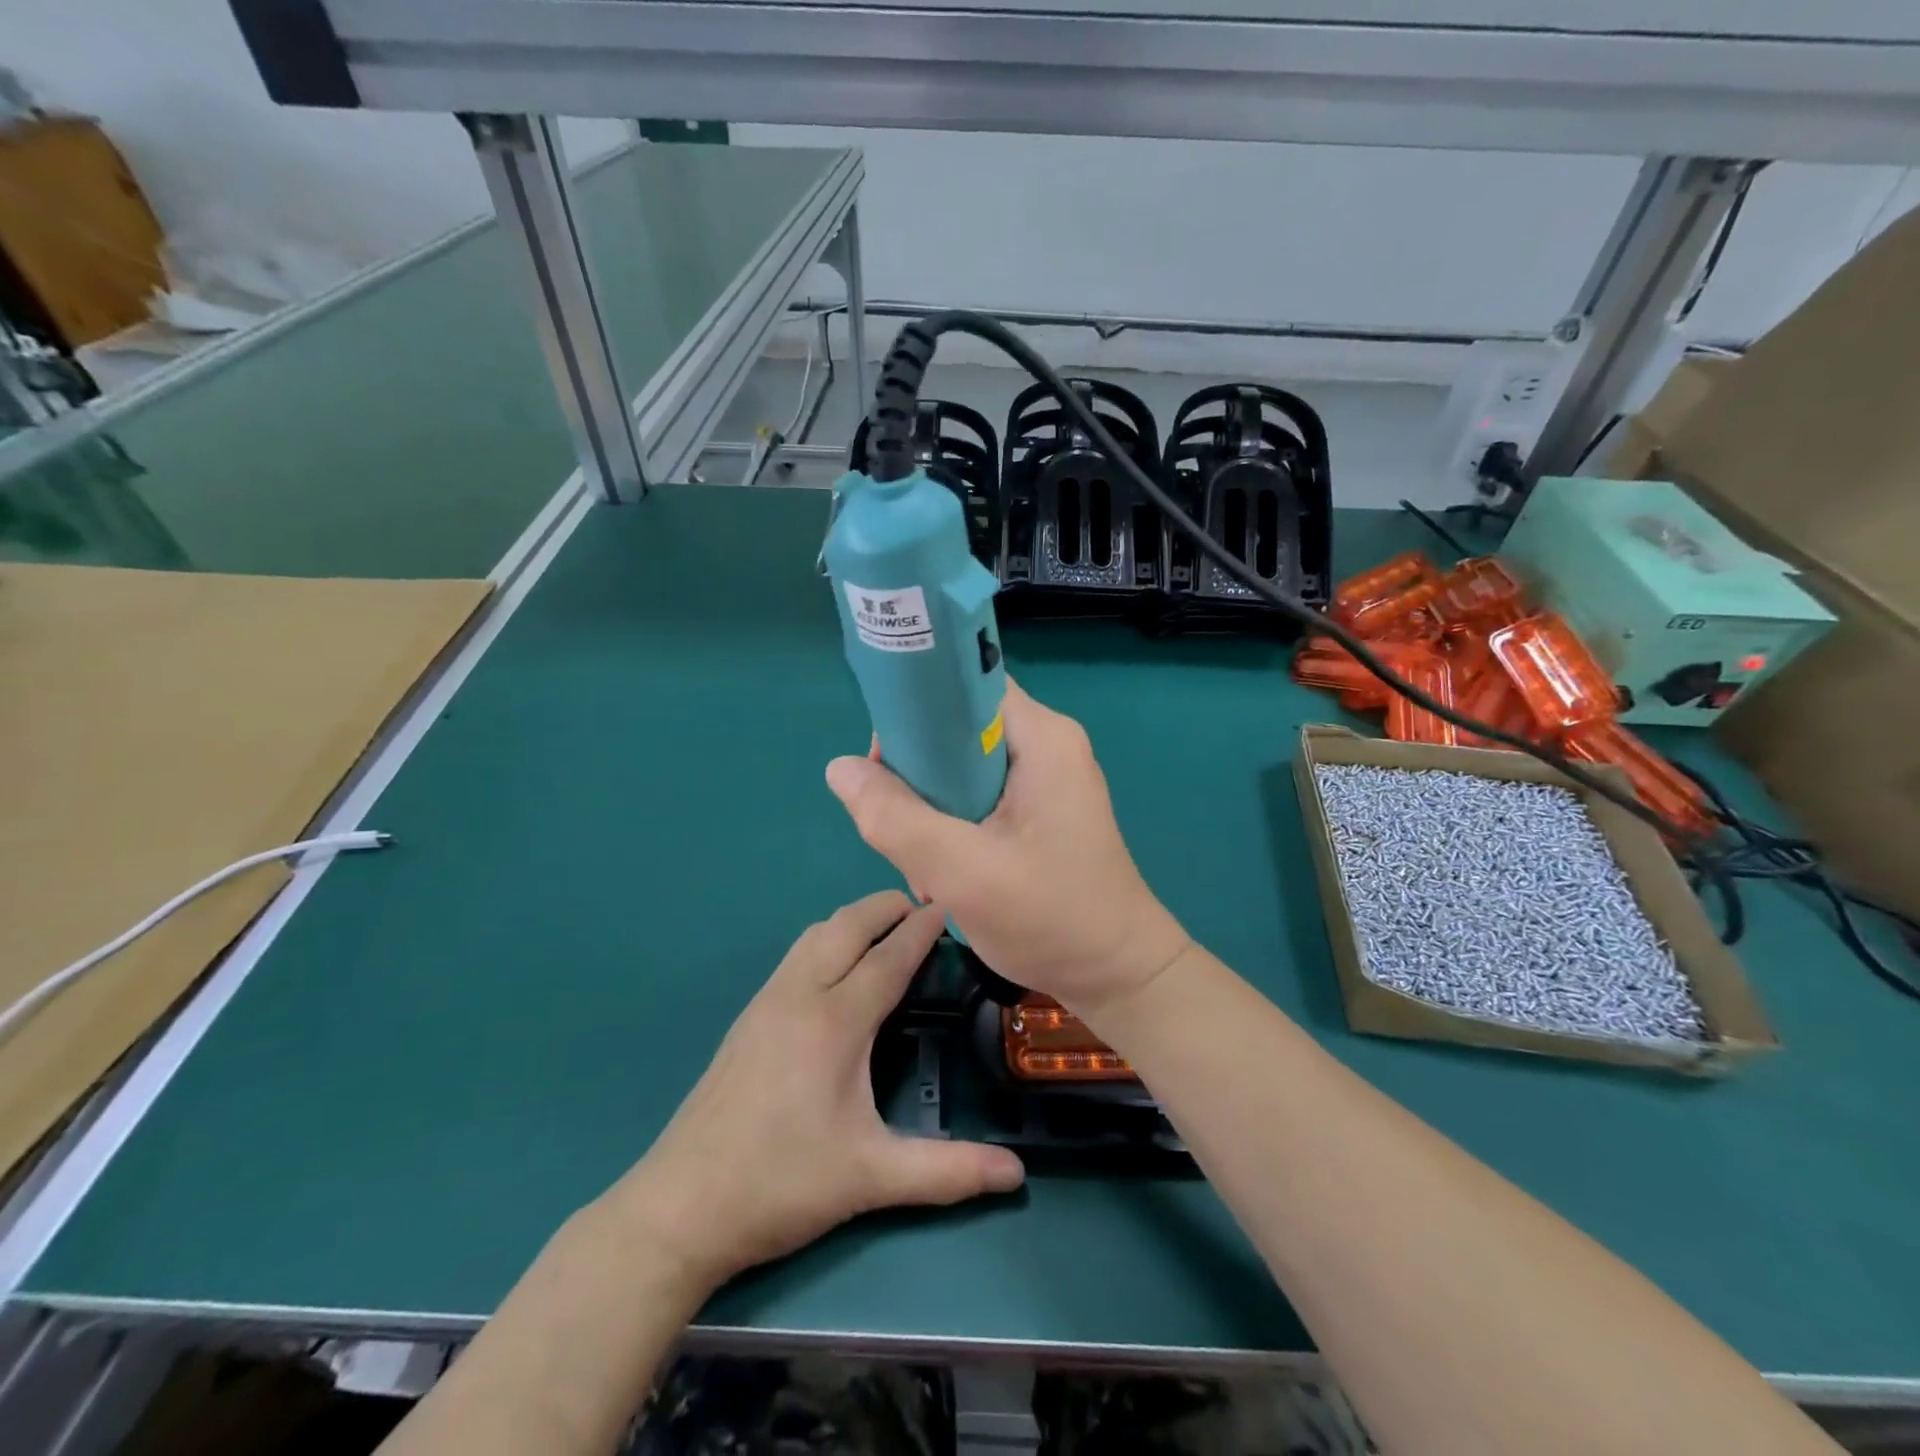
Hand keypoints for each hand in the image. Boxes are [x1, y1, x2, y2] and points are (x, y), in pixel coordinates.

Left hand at [603, 891, 1024, 1290]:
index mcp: (834, 1022)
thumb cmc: (781, 1184)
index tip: (948, 904)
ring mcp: (766, 1003)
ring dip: (853, 920)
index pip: (888, 957)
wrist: (680, 1208)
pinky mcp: (747, 1018)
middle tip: (924, 907)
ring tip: (886, 930)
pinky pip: (795, 955)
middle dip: (885, 907)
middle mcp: (799, 996)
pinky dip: (827, 940)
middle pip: (847, 927)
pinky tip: (837, 969)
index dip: (921, 929)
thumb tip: (1018, 1175)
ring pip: (815, 935)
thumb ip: (948, 1172)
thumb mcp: (871, 1178)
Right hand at [825, 681, 1190, 1017]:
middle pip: (957, 727)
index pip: (965, 684)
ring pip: (961, 766)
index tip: (884, 761)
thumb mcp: (963, 872)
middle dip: (917, 773)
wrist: (1119, 975)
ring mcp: (1045, 777)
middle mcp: (1046, 744)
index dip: (916, 709)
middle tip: (900, 825)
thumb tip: (840, 768)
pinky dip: (952, 824)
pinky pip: (978, 794)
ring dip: (930, 807)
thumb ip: (896, 818)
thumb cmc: (1053, 919)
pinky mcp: (1039, 809)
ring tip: (925, 861)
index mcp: (1041, 737)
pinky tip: (946, 869)